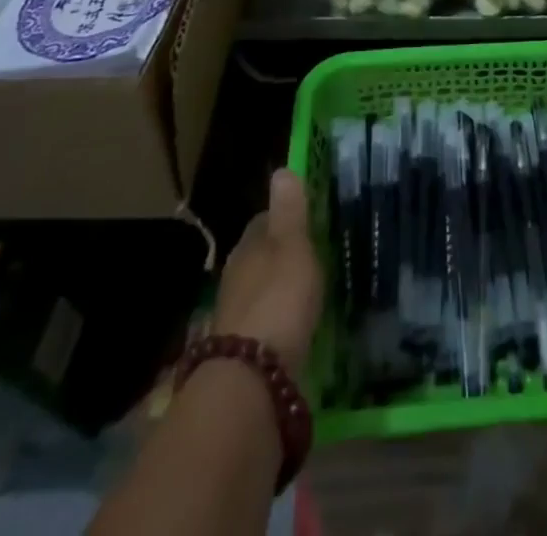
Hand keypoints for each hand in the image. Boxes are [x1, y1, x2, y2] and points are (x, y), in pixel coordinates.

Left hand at [211, 169, 322, 376]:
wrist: (251, 377)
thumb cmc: (279, 298)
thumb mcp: (293, 246)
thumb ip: (289, 211)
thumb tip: (281, 169)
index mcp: (248, 245)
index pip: (264, 220)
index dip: (285, 217)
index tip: (307, 219)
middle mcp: (236, 274)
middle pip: (260, 254)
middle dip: (280, 254)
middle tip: (311, 253)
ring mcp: (235, 313)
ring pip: (260, 287)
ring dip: (278, 287)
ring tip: (306, 288)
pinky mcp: (241, 347)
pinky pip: (263, 319)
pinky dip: (277, 317)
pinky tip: (293, 324)